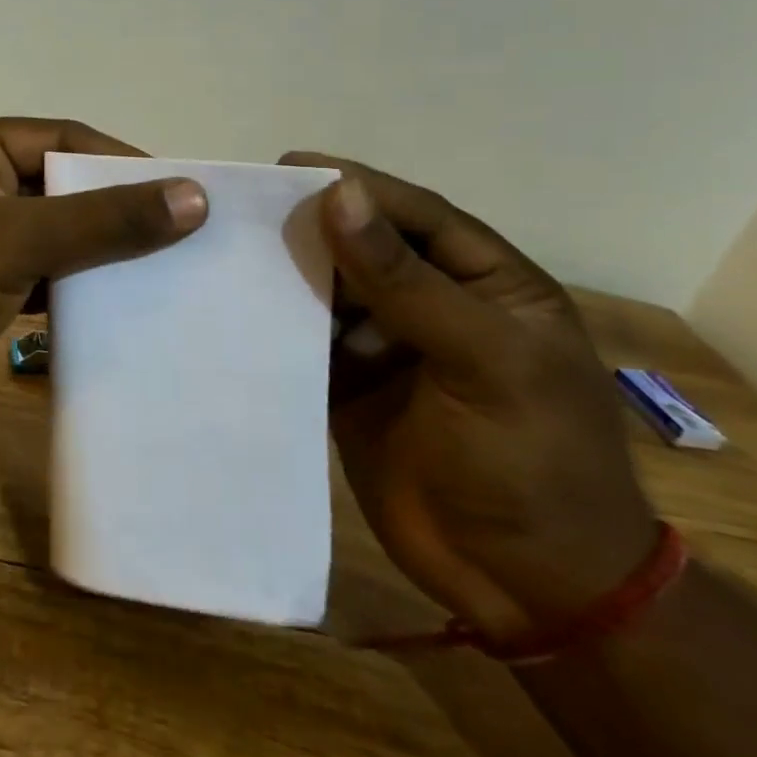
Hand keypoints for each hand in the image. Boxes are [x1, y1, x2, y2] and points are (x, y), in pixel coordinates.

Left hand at [0, 118, 207, 452]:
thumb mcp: (15, 240)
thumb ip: (102, 220)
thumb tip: (193, 197)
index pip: (64, 140)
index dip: (123, 162)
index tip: (184, 193)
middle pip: (61, 190)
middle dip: (116, 213)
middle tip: (187, 238)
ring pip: (52, 238)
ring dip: (99, 257)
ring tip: (168, 275)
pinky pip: (38, 279)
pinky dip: (73, 292)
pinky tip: (118, 310)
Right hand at [280, 154, 656, 641]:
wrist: (528, 589)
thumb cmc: (533, 463)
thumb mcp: (484, 362)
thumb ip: (407, 281)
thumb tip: (339, 196)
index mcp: (487, 285)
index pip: (416, 216)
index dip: (358, 186)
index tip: (288, 167)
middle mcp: (433, 305)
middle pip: (364, 246)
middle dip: (310, 226)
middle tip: (242, 208)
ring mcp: (386, 347)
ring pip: (328, 290)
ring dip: (284, 271)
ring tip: (223, 250)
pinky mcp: (347, 386)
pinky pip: (305, 340)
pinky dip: (274, 323)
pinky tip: (233, 308)